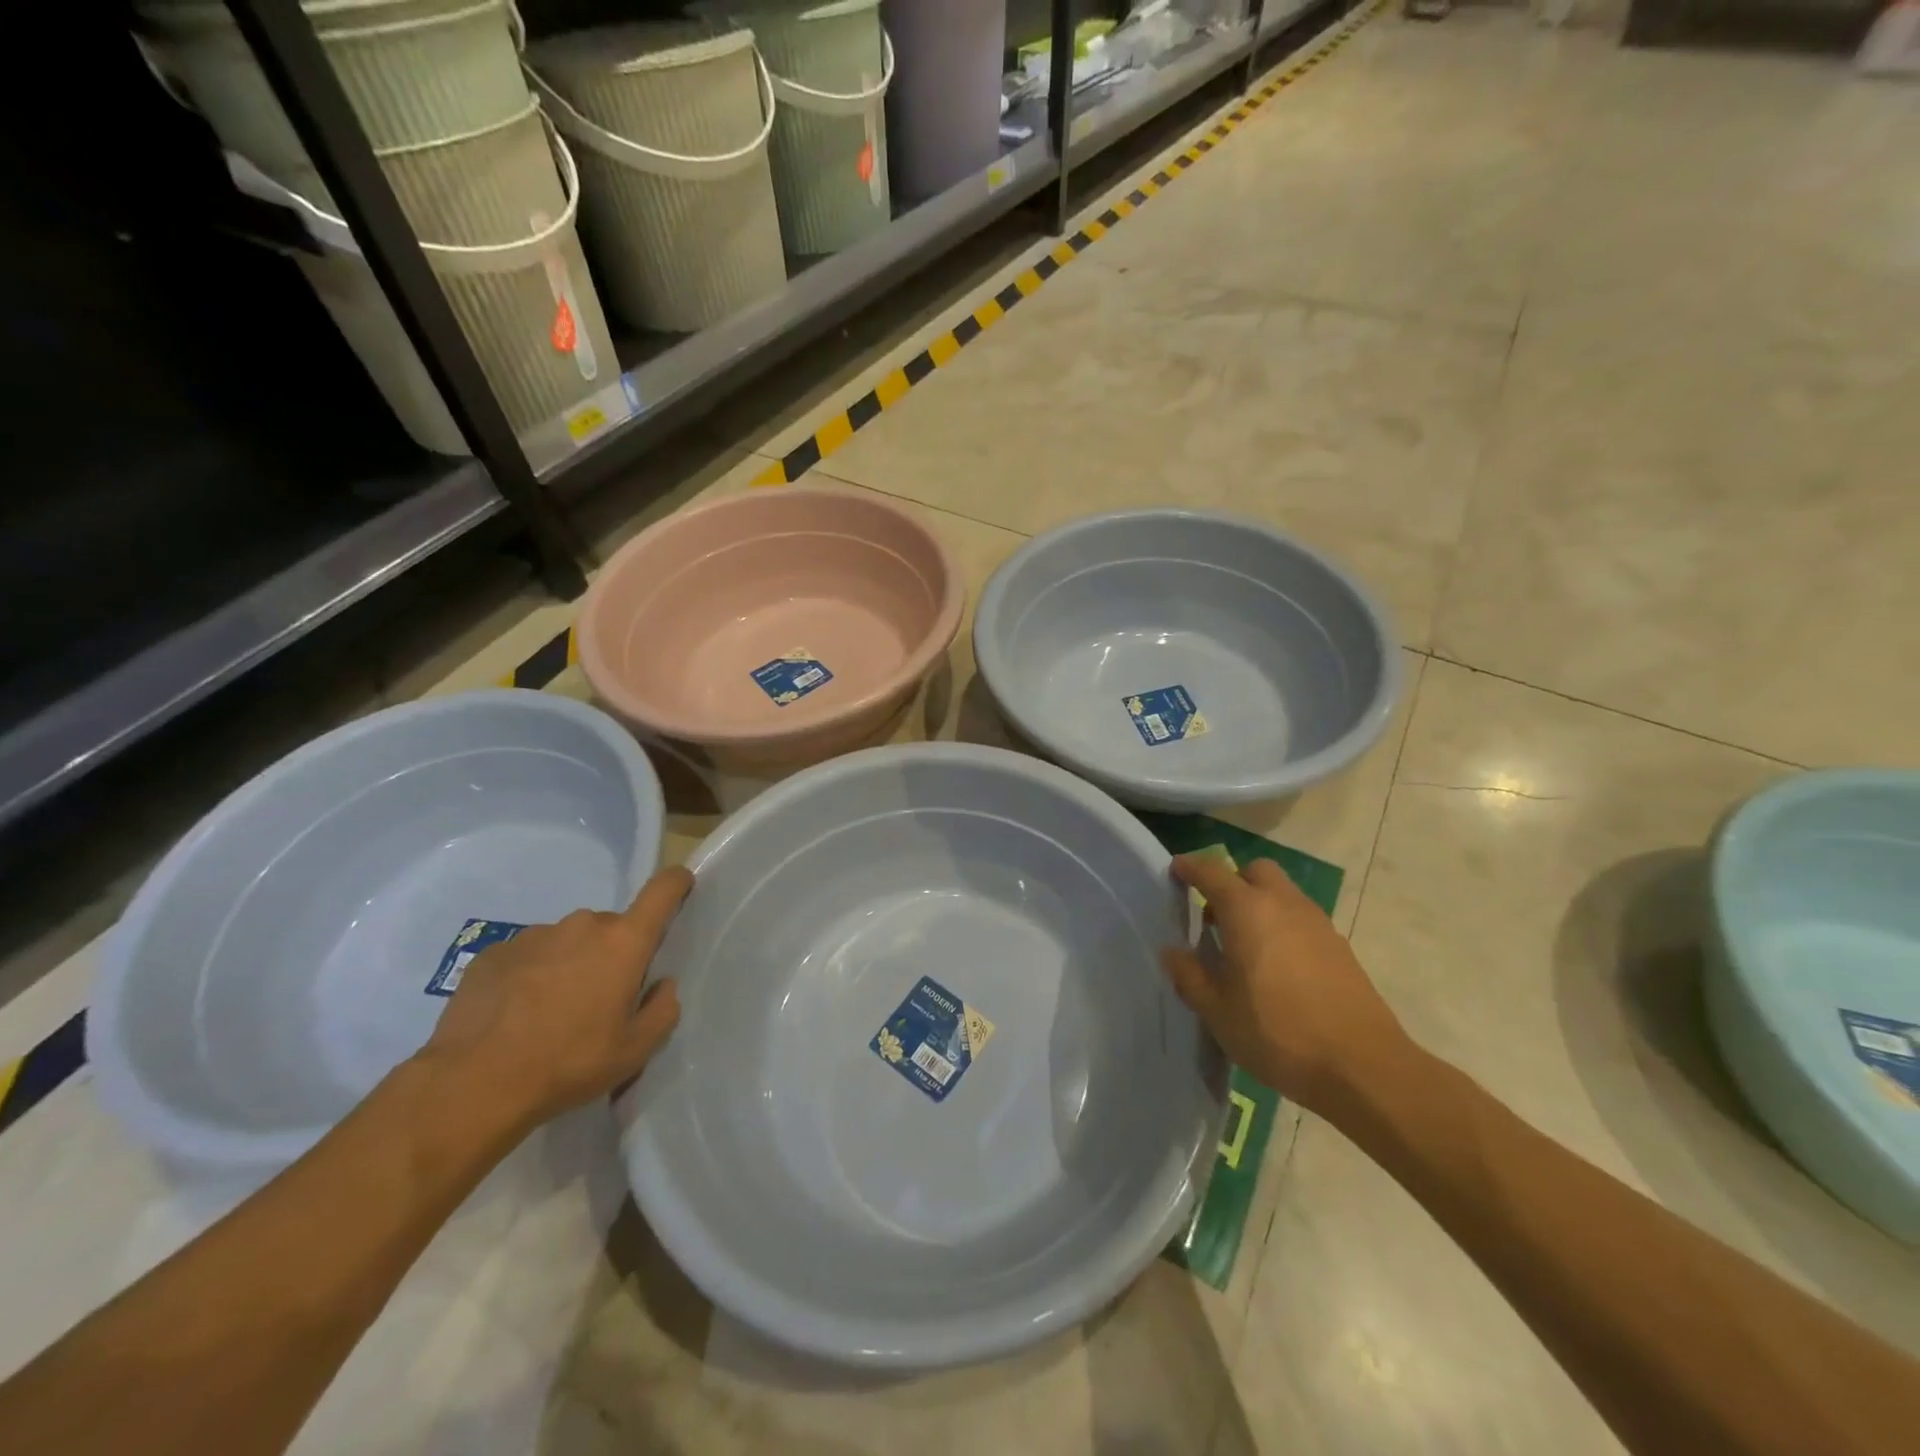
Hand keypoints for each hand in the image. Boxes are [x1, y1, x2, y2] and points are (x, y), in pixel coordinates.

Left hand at [418, 867, 692, 1132]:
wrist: (472, 1085)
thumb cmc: (569, 1063)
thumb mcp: (634, 1050)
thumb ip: (663, 1010)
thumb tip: (662, 985)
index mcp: (623, 942)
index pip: (662, 891)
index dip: (677, 883)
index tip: (682, 886)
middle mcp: (582, 925)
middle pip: (612, 928)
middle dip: (613, 954)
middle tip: (601, 1000)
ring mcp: (534, 936)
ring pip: (568, 941)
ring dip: (571, 965)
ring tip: (552, 1013)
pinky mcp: (494, 952)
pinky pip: (528, 955)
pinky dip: (531, 976)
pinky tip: (516, 1015)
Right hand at [1161, 853, 1412, 1114]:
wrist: (1361, 1067)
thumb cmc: (1277, 1033)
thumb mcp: (1217, 1010)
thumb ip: (1189, 975)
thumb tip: (1172, 952)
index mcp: (1247, 910)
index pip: (1211, 872)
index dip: (1190, 868)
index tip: (1176, 870)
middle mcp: (1283, 904)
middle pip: (1255, 871)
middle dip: (1232, 882)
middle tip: (1215, 916)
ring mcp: (1317, 923)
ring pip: (1282, 894)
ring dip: (1260, 905)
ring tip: (1244, 947)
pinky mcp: (1339, 947)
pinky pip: (1301, 920)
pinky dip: (1283, 927)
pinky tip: (1277, 968)